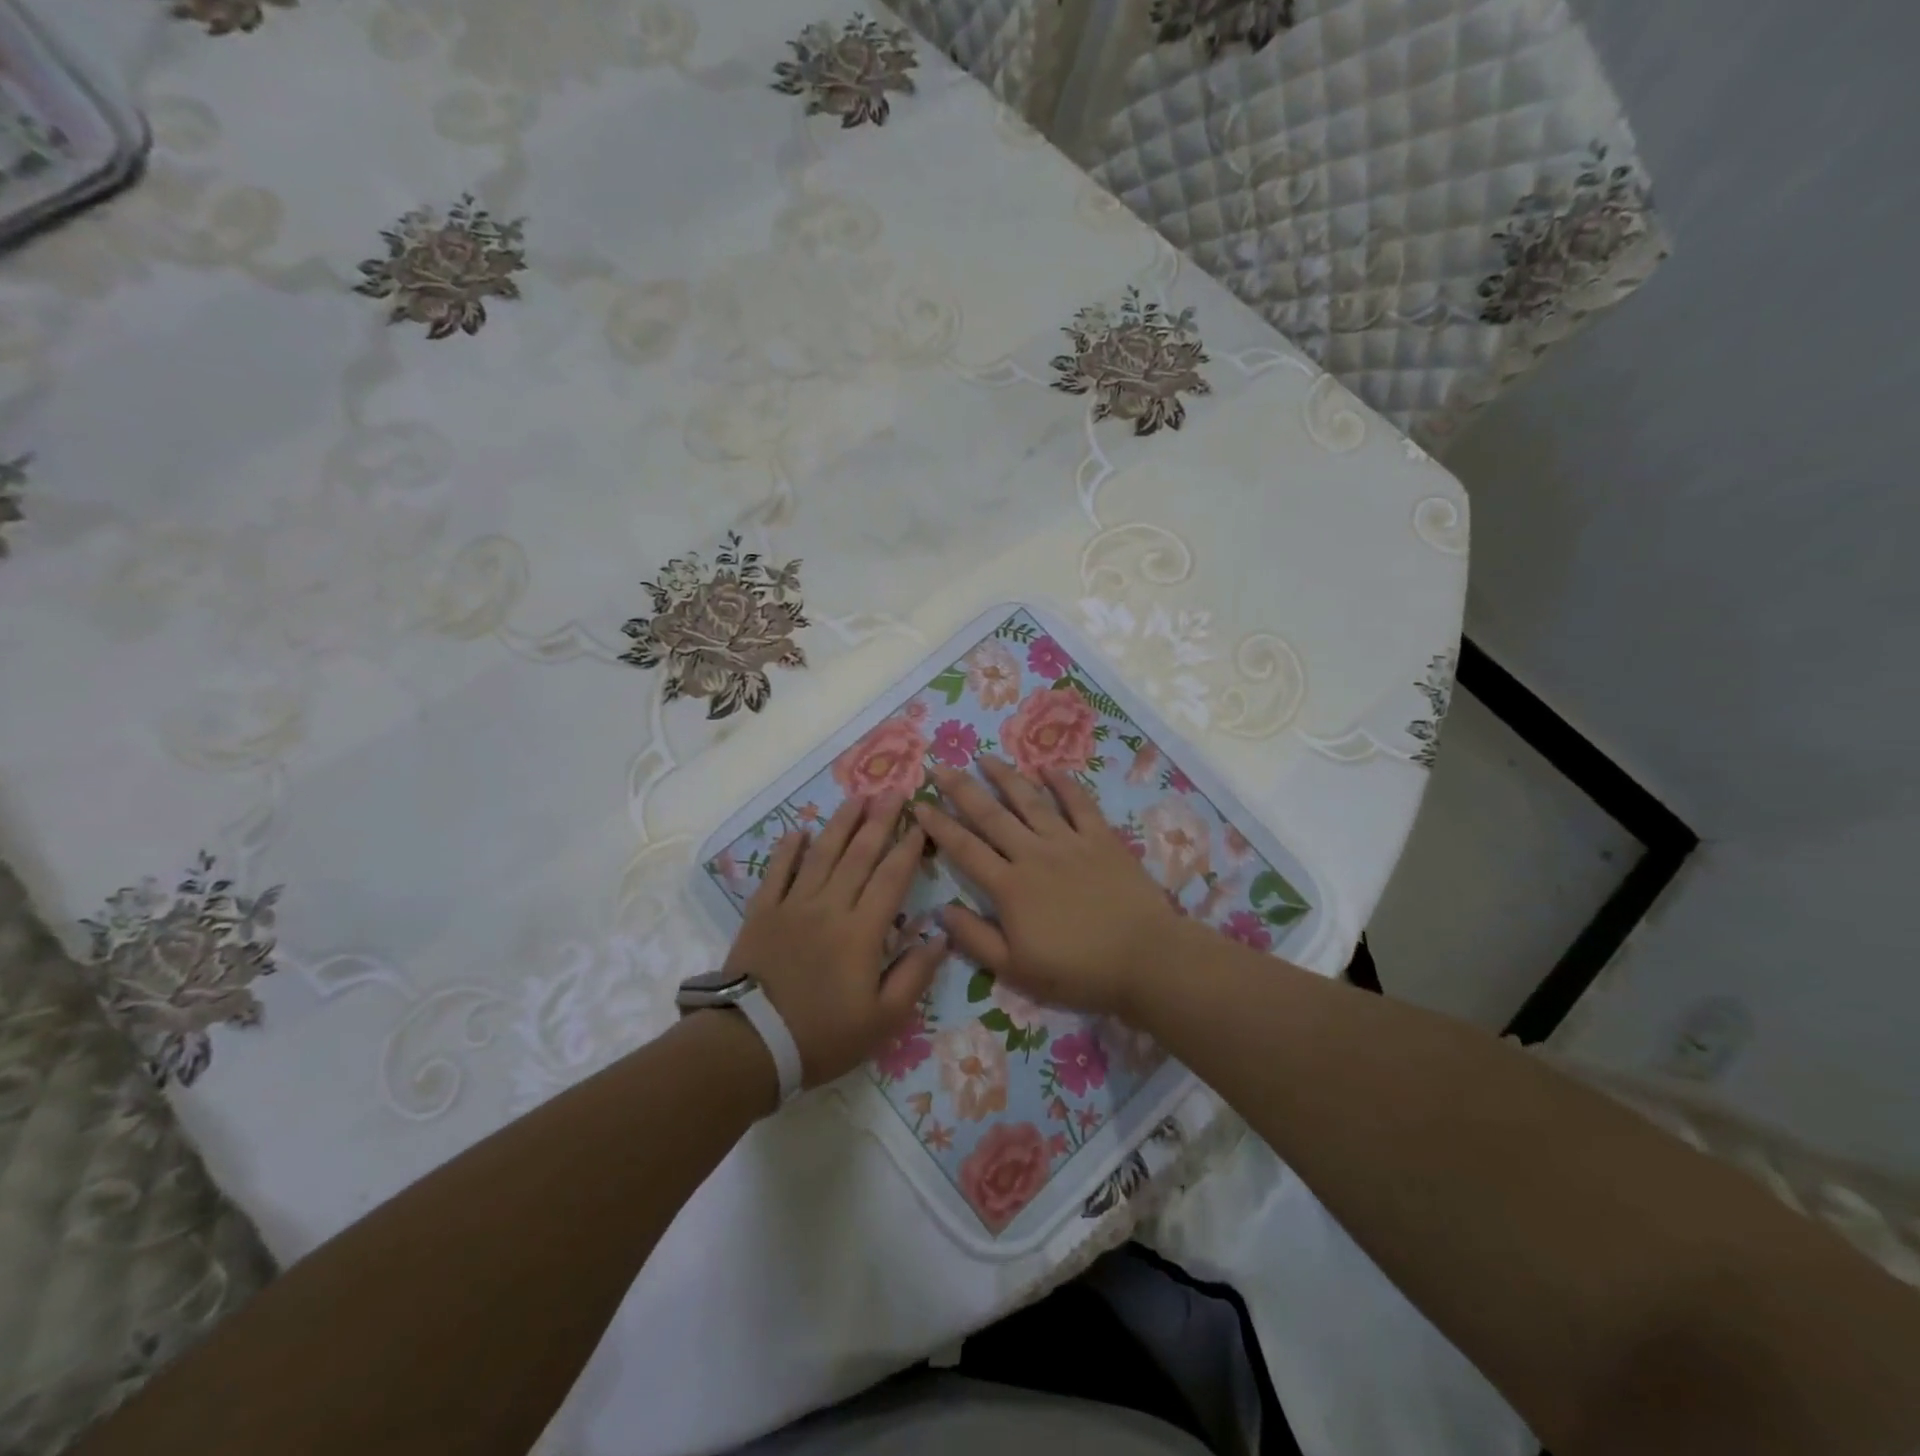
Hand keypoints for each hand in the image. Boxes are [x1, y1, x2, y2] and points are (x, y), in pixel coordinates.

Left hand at [724, 794, 948, 1087]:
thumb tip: (941, 937)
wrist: (751, 1045)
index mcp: (862, 931)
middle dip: (879, 820)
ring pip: (821, 854)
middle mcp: (830, 907)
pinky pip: (777, 872)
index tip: (922, 821)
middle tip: (894, 790)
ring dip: (841, 823)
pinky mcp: (762, 913)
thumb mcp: (883, 1020)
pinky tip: (798, 831)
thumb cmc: (823, 1035)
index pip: (891, 878)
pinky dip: (788, 850)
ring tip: (857, 797)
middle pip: (859, 854)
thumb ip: (914, 975)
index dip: (909, 847)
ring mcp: (792, 906)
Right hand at [913, 758, 1187, 1018]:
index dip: (939, 825)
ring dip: (1005, 777)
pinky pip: (1079, 803)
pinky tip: (1048, 768)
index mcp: (1009, 887)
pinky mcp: (1101, 838)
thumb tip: (940, 909)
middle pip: (991, 815)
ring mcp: (1069, 841)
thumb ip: (975, 938)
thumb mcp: (1016, 970)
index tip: (918, 804)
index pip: (964, 849)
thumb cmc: (1077, 972)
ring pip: (1030, 800)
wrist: (1144, 960)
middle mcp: (1033, 854)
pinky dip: (1063, 783)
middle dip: (962, 789)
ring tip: (985, 758)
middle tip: (940, 766)